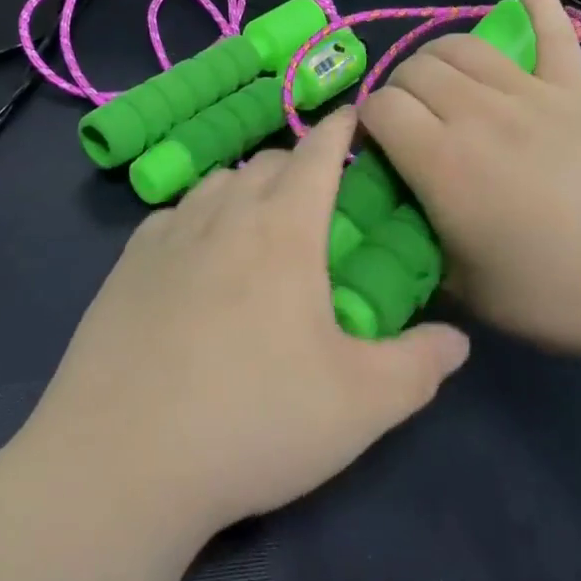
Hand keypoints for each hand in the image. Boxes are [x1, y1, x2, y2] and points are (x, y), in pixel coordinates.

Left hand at [17, 111, 469, 544]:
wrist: (121, 462)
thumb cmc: (253, 421)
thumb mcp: (360, 405)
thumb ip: (419, 365)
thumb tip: (459, 340)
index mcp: (284, 228)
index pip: (318, 153)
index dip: (341, 130)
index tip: (354, 118)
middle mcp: (226, 212)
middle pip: (268, 161)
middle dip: (299, 166)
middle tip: (317, 201)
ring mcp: (170, 233)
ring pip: (218, 182)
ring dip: (247, 188)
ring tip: (259, 226)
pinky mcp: (128, 263)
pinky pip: (174, 215)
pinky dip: (199, 218)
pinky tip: (197, 259)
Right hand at [360, 0, 580, 365]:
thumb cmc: (561, 294)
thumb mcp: (470, 293)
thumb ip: (422, 250)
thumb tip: (400, 223)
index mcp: (444, 163)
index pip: (381, 108)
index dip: (367, 123)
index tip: (377, 150)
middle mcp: (478, 113)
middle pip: (415, 69)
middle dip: (399, 90)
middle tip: (410, 126)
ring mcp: (531, 93)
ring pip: (461, 45)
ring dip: (437, 57)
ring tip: (441, 82)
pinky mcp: (576, 88)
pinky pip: (553, 29)